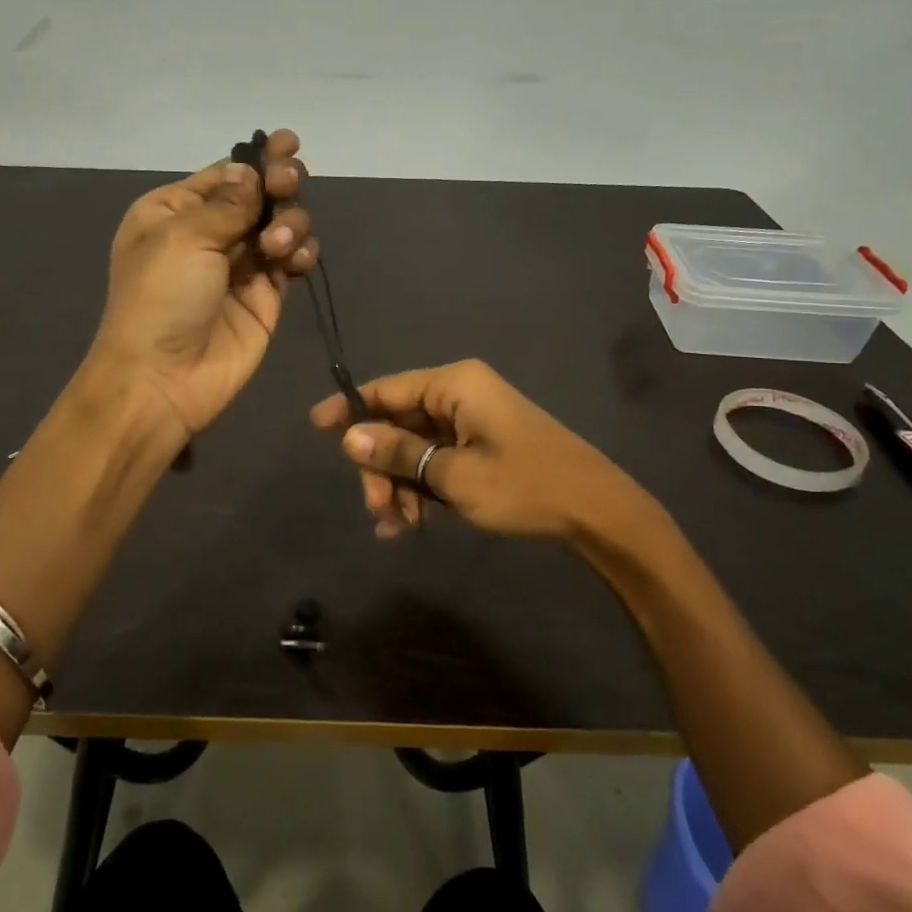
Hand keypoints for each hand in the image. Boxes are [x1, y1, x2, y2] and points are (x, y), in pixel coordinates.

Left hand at [90, 130, 317, 441]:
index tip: (289, 143)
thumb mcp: (183, 237)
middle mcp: (208, 234)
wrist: (164, 378)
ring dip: (290, 222)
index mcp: (173, 212)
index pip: (224, 174)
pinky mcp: (266, 295)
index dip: (257, 159)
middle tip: (286, 185)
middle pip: (258, 195)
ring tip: (279, 244)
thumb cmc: (160, 299)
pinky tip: (297, 259)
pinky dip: (302, 252)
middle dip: (278, 185)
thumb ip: (228, 203)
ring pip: (282, 224)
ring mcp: (240, 265)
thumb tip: (252, 173)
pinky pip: (293, 259)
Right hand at [310, 359, 637, 539]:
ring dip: (401, 484)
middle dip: (382, 467)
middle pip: (399, 423)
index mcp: (454, 385)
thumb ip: (398, 452)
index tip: (315, 427)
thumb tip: (348, 437)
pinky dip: (424, 487)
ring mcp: (473, 420)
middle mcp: (460, 394)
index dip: (349, 408)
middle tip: (377, 509)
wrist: (596, 511)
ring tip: (399, 526)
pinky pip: (438, 459)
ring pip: (416, 446)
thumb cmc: (523, 485)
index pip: (386, 389)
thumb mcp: (453, 474)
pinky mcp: (483, 444)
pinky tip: (412, 524)